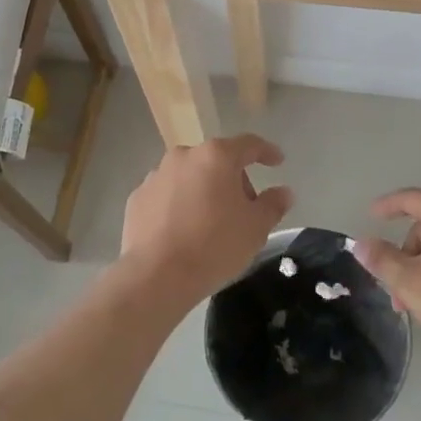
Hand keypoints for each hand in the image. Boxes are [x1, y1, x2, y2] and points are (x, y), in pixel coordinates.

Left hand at [118, 135, 293, 310]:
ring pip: (189, 176)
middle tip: (244, 208)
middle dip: (233, 179)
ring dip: (203, 190)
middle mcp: (183, 156)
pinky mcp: (137, 198)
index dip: (266, 151)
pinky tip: (183, 231)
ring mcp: (156, 175)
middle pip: (216, 160)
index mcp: (216, 156)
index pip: (249, 144)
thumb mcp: (255, 228)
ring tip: (211, 222)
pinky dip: (178, 205)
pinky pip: (167, 195)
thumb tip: (283, 191)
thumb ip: (273, 204)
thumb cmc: (214, 246)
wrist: (156, 276)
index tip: (277, 161)